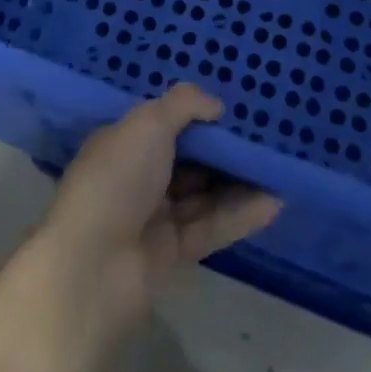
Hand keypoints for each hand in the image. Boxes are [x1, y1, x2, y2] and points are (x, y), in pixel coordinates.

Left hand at [39, 85, 280, 333]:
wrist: (93, 266)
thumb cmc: (117, 177)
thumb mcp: (149, 123)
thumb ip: (184, 105)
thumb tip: (216, 105)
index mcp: (124, 141)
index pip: (163, 123)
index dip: (196, 117)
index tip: (233, 113)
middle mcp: (137, 176)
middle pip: (186, 160)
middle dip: (221, 151)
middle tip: (262, 140)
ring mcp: (154, 216)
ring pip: (203, 195)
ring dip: (237, 183)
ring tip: (276, 170)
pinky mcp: (172, 253)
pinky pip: (211, 227)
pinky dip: (239, 215)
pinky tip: (272, 202)